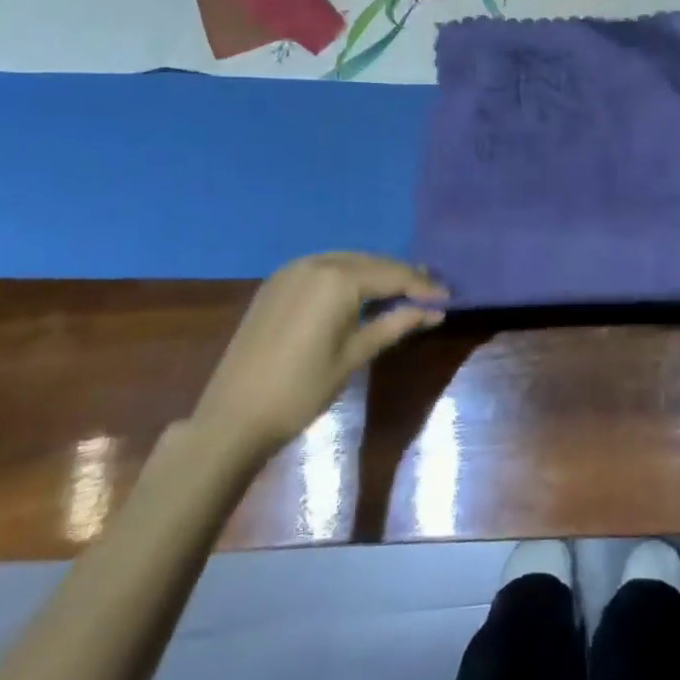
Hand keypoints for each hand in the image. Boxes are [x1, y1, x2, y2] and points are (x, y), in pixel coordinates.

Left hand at [193, 252, 446, 460]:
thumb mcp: (355, 355)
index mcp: (338, 278)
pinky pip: (324, 268)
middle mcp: (317, 261)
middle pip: (372, 262)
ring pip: (348, 262)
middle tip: (430, 294)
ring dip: (375, 275)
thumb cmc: (301, 390)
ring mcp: (292, 269)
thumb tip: (436, 310)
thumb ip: (396, 324)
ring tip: (402, 293)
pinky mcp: (277, 282)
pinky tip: (360, 294)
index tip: (448, 297)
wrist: (232, 418)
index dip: (423, 286)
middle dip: (401, 277)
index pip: (393, 274)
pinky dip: (347, 277)